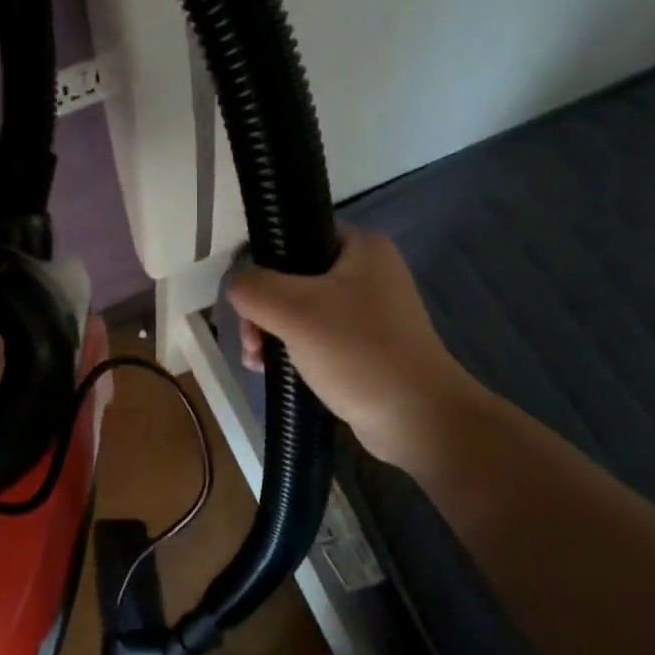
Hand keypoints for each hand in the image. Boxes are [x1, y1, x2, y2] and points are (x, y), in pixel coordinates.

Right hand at [228, 226, 481, 474]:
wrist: (418, 420)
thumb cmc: (358, 354)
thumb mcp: (295, 311)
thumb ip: (253, 287)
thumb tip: (235, 285)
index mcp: (359, 246)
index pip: (293, 234)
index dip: (260, 262)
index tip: (246, 300)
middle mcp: (366, 269)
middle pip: (290, 275)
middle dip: (261, 309)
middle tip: (251, 342)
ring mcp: (366, 308)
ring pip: (298, 307)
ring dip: (270, 331)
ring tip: (258, 361)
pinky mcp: (363, 342)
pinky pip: (313, 333)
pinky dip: (290, 348)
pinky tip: (273, 370)